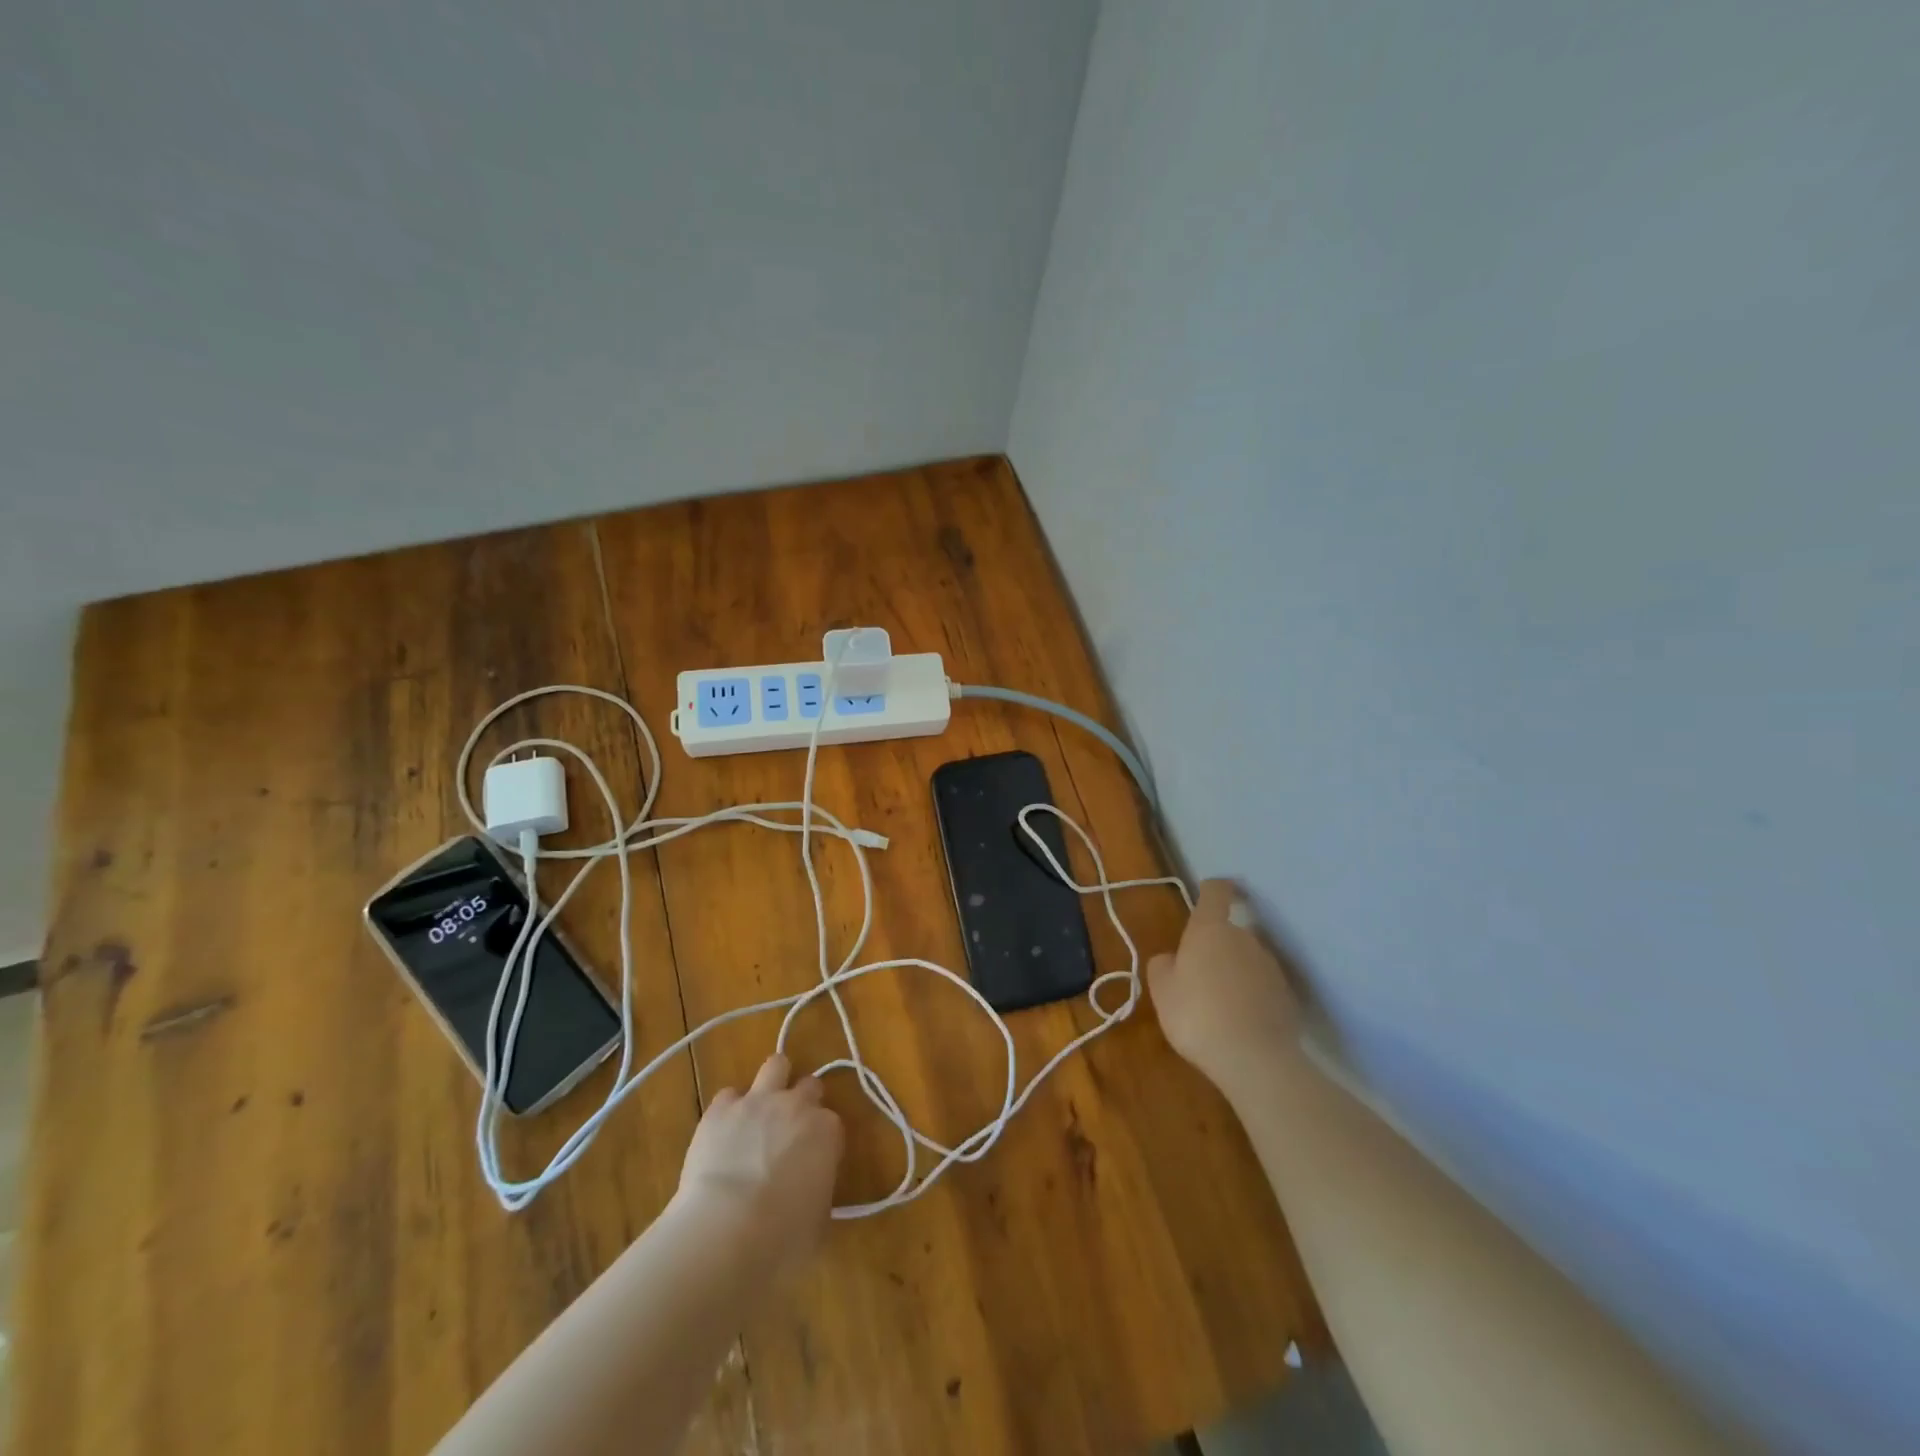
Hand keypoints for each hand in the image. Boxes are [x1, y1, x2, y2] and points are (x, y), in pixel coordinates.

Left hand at [673, 1054, 843, 1274]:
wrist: (726, 1232)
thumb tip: (809, 1193)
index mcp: (827, 1132)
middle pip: (808, 1085)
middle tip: (787, 1132)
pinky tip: (723, 1133)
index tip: (812, 1160)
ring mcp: (758, 1101)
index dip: (821, 1139)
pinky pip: (728, 1095)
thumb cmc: (782, 1239)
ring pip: (775, 1065)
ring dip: (772, 1082)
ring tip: (760, 1110)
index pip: (832, 1122)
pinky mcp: (720, 1109)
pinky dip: (729, 1110)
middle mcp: (796, 1106)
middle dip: (801, 1102)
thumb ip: (819, 1194)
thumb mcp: (818, 1223)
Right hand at [1148, 879, 1301, 1093]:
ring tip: (1218, 1006)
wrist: (1254, 1059)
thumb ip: (1163, 966)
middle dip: (1215, 947)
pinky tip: (1239, 1023)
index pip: (1216, 892)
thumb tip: (1173, 958)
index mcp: (1210, 930)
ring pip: (1246, 960)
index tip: (1208, 891)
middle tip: (1197, 976)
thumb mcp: (1162, 991)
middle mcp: (1245, 939)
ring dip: (1234, 972)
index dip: (1212, 888)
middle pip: (1229, 931)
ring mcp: (1270, 967)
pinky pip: (1262, 987)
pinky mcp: (1287, 996)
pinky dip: (1250, 996)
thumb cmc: (1197, 1015)